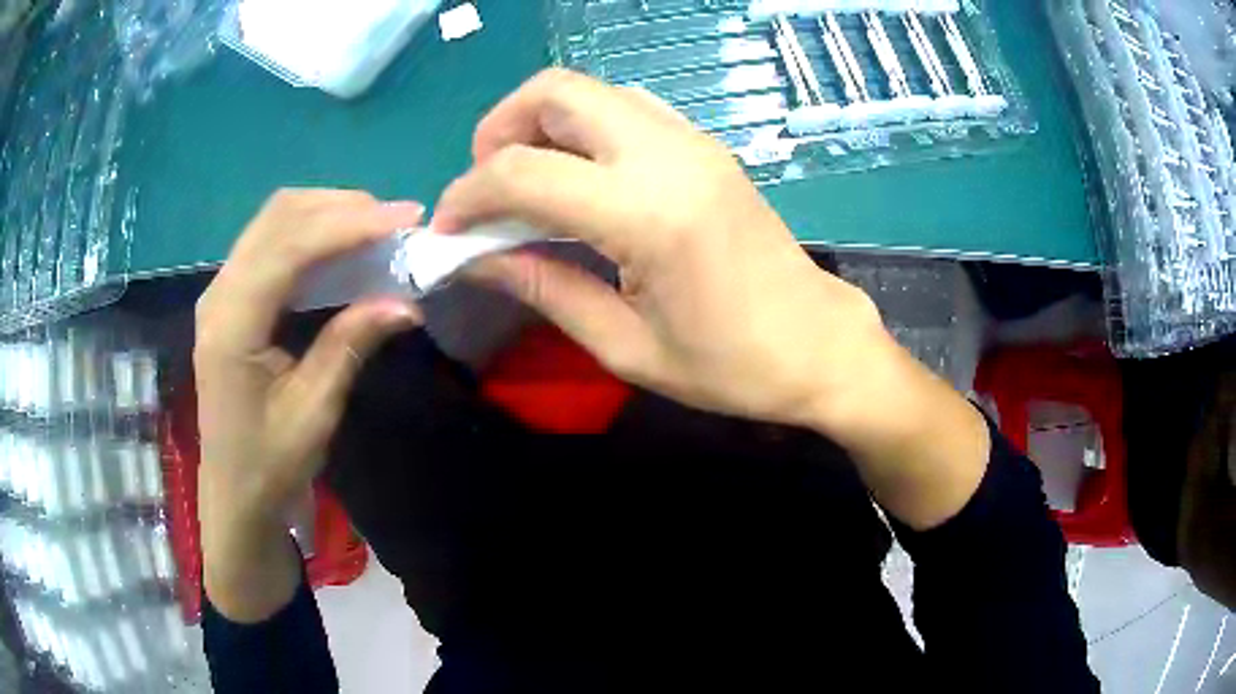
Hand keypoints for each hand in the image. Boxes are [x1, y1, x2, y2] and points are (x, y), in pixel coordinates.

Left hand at [194, 190, 423, 620]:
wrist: (234, 492)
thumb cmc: (270, 463)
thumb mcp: (314, 410)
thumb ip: (350, 344)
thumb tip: (405, 302)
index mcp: (232, 325)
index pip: (289, 248)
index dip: (347, 225)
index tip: (403, 219)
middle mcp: (219, 294)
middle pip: (278, 218)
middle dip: (340, 207)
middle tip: (395, 219)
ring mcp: (220, 292)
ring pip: (273, 221)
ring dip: (325, 213)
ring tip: (375, 225)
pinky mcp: (230, 297)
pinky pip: (270, 242)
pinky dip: (309, 232)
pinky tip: (340, 243)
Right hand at [436, 69, 989, 528]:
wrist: (819, 345)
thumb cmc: (731, 366)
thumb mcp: (627, 347)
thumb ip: (544, 288)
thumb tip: (475, 259)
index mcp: (648, 212)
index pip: (522, 171)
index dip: (466, 196)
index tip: (447, 232)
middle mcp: (669, 154)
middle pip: (554, 91)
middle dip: (498, 130)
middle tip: (486, 190)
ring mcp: (692, 140)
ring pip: (589, 90)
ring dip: (539, 124)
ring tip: (525, 186)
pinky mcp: (704, 145)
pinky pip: (623, 107)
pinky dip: (581, 128)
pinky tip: (578, 179)